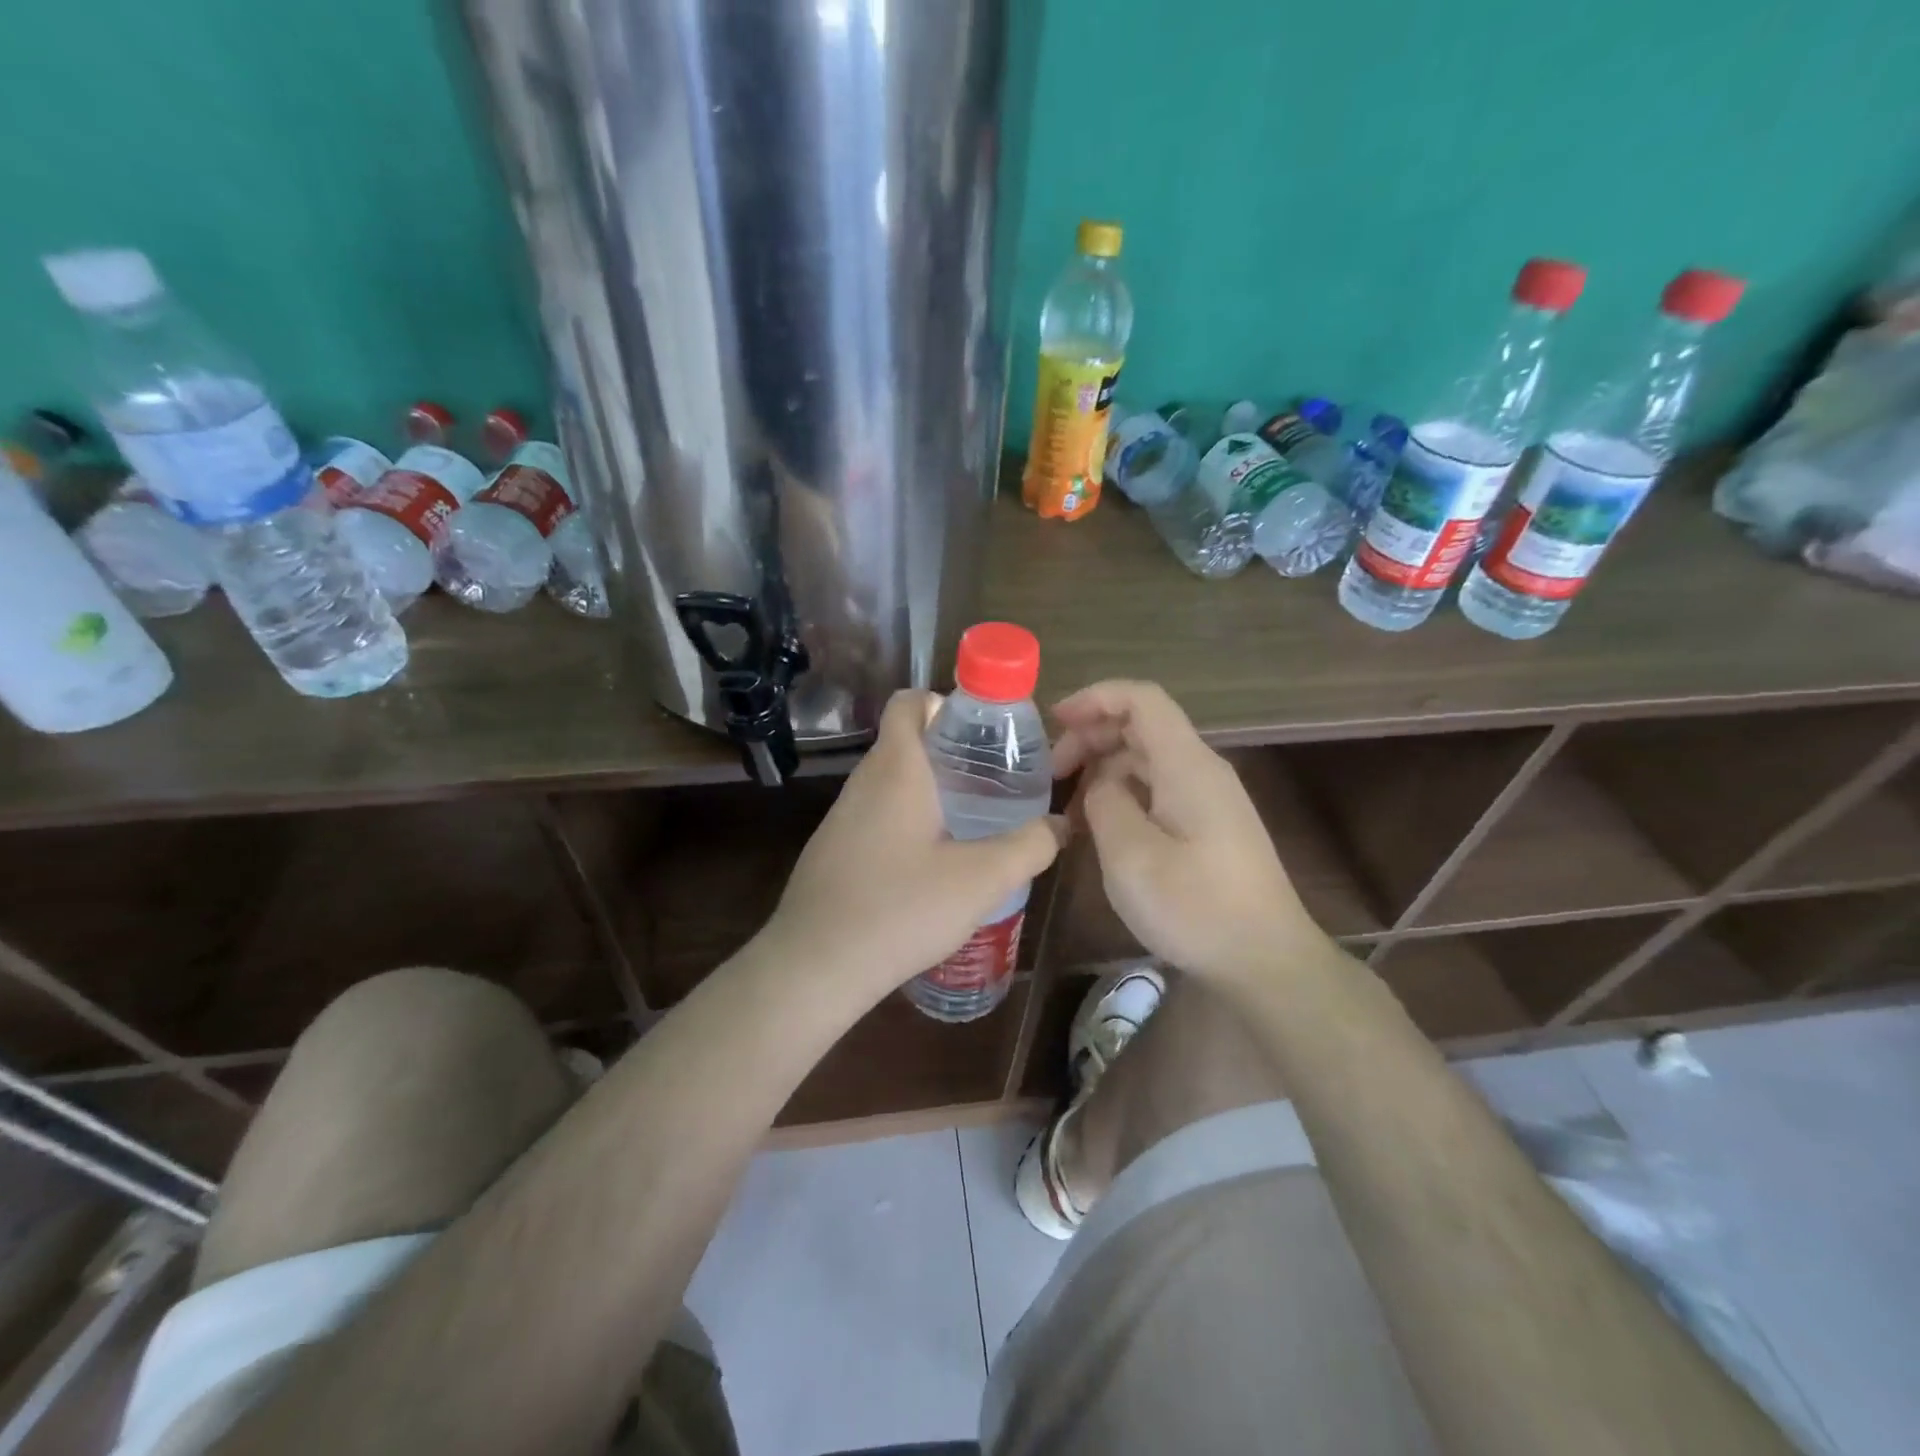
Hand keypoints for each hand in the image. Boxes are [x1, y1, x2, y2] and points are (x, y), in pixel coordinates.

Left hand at [766, 690, 1065, 999]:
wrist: (814, 967)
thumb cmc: (901, 908)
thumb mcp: (982, 879)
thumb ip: (1030, 846)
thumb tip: (1060, 824)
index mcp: (896, 768)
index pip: (910, 701)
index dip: (947, 704)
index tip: (986, 734)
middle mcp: (864, 782)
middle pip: (907, 742)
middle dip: (952, 753)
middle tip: (996, 782)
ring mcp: (842, 817)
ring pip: (893, 783)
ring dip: (932, 791)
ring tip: (975, 823)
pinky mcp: (834, 851)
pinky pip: (879, 817)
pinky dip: (909, 822)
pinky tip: (934, 866)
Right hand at [1052, 680, 1319, 984]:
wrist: (1266, 962)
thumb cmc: (1196, 908)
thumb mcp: (1131, 856)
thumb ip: (1105, 803)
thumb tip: (1101, 785)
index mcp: (1187, 765)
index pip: (1141, 699)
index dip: (1095, 697)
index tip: (1054, 722)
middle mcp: (1201, 770)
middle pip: (1142, 726)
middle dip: (1091, 736)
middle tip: (1051, 773)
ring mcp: (1209, 798)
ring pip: (1147, 759)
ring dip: (1104, 768)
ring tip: (1068, 805)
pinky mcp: (1209, 826)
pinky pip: (1158, 789)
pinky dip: (1123, 794)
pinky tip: (1099, 826)